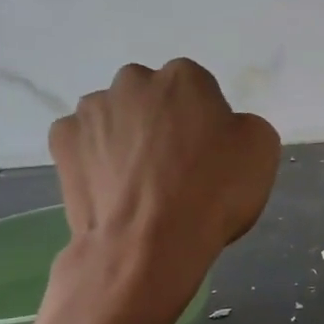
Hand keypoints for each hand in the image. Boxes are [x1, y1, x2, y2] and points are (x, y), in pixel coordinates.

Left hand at [48, 59, 279, 284]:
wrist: (148, 245)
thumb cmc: (213, 194)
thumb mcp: (262, 152)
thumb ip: (244, 125)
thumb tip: (226, 128)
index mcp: (184, 77)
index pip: (199, 90)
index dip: (207, 123)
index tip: (210, 155)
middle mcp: (133, 81)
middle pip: (153, 97)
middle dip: (162, 122)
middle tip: (176, 167)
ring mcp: (91, 110)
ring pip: (115, 117)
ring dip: (127, 138)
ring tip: (140, 184)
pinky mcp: (62, 140)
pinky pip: (84, 142)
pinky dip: (95, 158)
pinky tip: (112, 188)